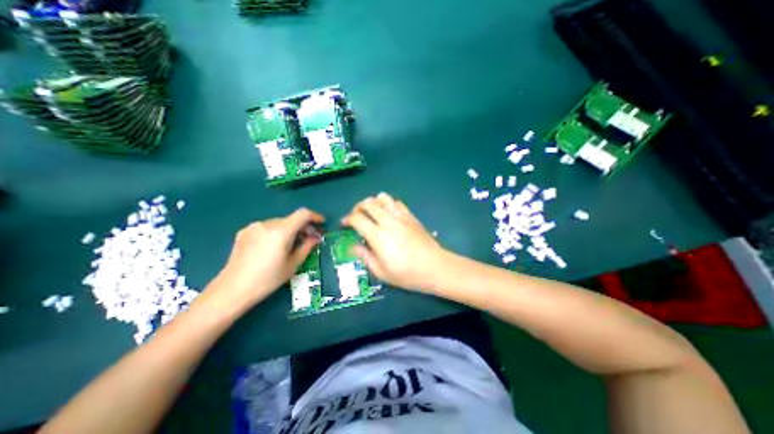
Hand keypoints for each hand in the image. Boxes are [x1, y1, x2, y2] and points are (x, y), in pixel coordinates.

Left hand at [200, 208, 324, 312]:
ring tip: (291, 244)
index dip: (315, 216)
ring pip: (279, 223)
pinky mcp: (244, 232)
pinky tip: (273, 247)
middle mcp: (267, 223)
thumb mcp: (293, 264)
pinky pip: (267, 227)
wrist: (232, 290)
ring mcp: (254, 227)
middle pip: (291, 219)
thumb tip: (316, 237)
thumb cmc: (268, 279)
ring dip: (290, 230)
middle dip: (303, 226)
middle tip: (309, 238)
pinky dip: (276, 232)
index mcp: (281, 231)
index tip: (322, 224)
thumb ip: (307, 246)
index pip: (303, 214)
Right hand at [342, 192, 447, 290]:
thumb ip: (365, 257)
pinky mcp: (411, 216)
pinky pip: (397, 202)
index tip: (344, 224)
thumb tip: (354, 246)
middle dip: (358, 207)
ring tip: (372, 213)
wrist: (435, 267)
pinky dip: (388, 204)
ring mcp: (401, 216)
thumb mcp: (381, 272)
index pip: (357, 218)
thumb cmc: (407, 274)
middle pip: (368, 203)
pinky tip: (388, 214)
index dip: (347, 219)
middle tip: (356, 216)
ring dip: (373, 202)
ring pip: (383, 198)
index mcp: (378, 236)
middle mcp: (388, 221)